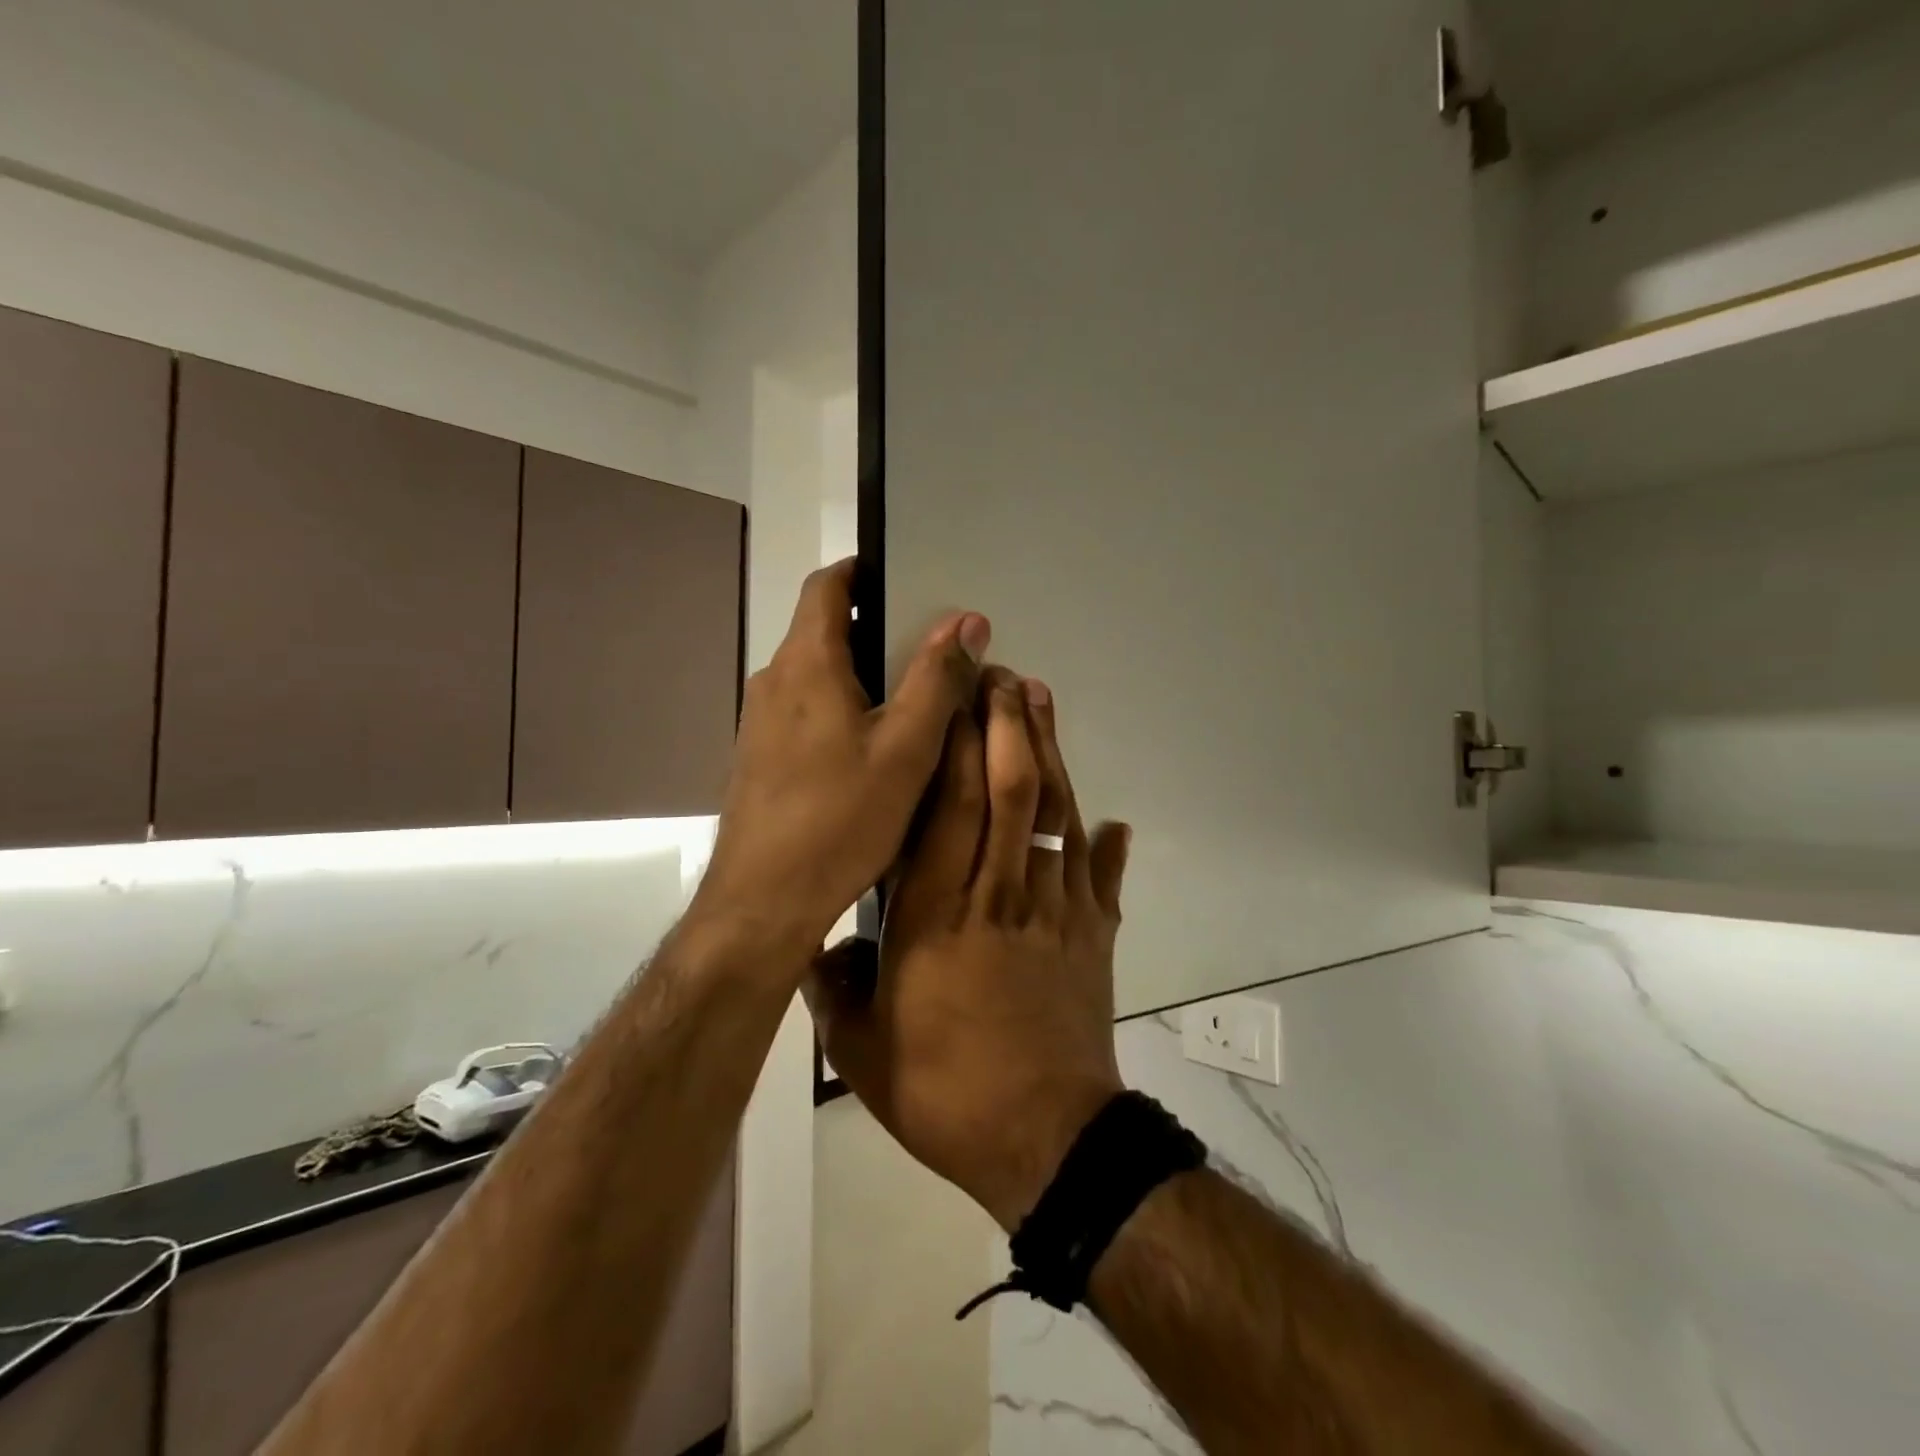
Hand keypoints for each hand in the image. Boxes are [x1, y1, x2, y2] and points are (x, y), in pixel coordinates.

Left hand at [690, 559, 989, 961]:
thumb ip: (936, 679)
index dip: (864, 571)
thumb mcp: (906, 748)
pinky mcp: (761, 758)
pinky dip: (842, 708)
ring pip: (816, 675)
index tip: (907, 580)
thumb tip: (965, 620)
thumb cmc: (840, 818)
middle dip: (875, 627)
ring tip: (913, 699)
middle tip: (930, 649)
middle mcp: (774, 681)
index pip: (827, 586)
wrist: (763, 901)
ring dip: (861, 673)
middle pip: (823, 629)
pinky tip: (875, 749)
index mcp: (806, 663)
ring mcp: (761, 722)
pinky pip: (806, 711)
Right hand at [807, 668, 1131, 1230]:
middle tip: (1003, 675)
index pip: (946, 809)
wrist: (1045, 1142)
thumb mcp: (862, 1050)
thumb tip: (814, 947)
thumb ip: (834, 989)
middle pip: (1009, 791)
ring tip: (1043, 705)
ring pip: (1056, 815)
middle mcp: (999, 896)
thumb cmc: (945, 1092)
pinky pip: (1101, 876)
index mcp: (936, 916)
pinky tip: (1112, 819)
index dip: (954, 746)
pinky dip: (1105, 844)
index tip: (955, 698)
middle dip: (1008, 725)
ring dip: (1051, 754)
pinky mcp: (1095, 936)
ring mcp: (1056, 911)